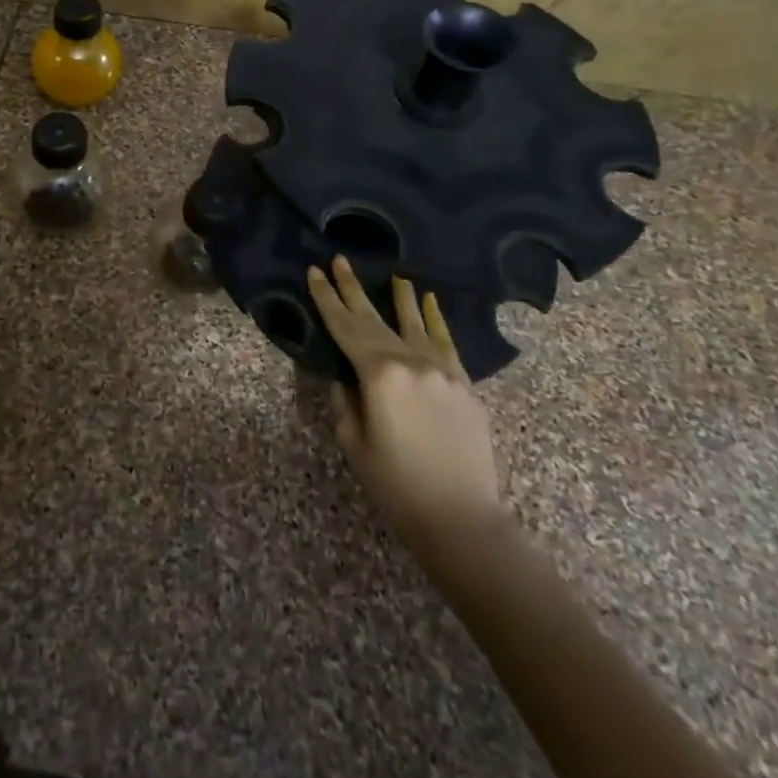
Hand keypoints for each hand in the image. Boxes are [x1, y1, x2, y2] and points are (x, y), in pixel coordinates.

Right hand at [308, 257, 504, 549]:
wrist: (460, 517)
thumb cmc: (395, 484)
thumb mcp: (353, 441)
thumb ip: (345, 398)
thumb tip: (345, 374)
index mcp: (377, 373)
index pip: (344, 327)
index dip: (326, 298)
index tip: (314, 272)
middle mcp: (410, 360)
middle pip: (374, 318)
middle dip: (352, 288)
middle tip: (339, 259)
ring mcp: (442, 369)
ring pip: (413, 323)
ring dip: (399, 297)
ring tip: (392, 274)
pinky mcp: (463, 383)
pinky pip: (446, 341)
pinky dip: (435, 319)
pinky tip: (430, 300)